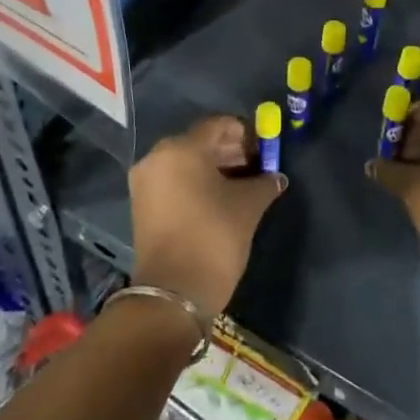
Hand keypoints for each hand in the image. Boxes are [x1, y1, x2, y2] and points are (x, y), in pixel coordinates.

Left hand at [129, 115, 286, 318]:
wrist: (174, 294)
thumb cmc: (213, 238)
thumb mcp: (248, 206)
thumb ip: (264, 183)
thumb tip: (276, 177)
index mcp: (181, 148)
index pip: (219, 125)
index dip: (247, 134)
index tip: (266, 151)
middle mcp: (157, 157)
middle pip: (201, 142)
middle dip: (232, 152)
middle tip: (258, 168)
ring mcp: (146, 182)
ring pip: (187, 162)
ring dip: (216, 168)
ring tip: (244, 186)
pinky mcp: (143, 204)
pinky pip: (175, 180)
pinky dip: (198, 183)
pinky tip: (221, 199)